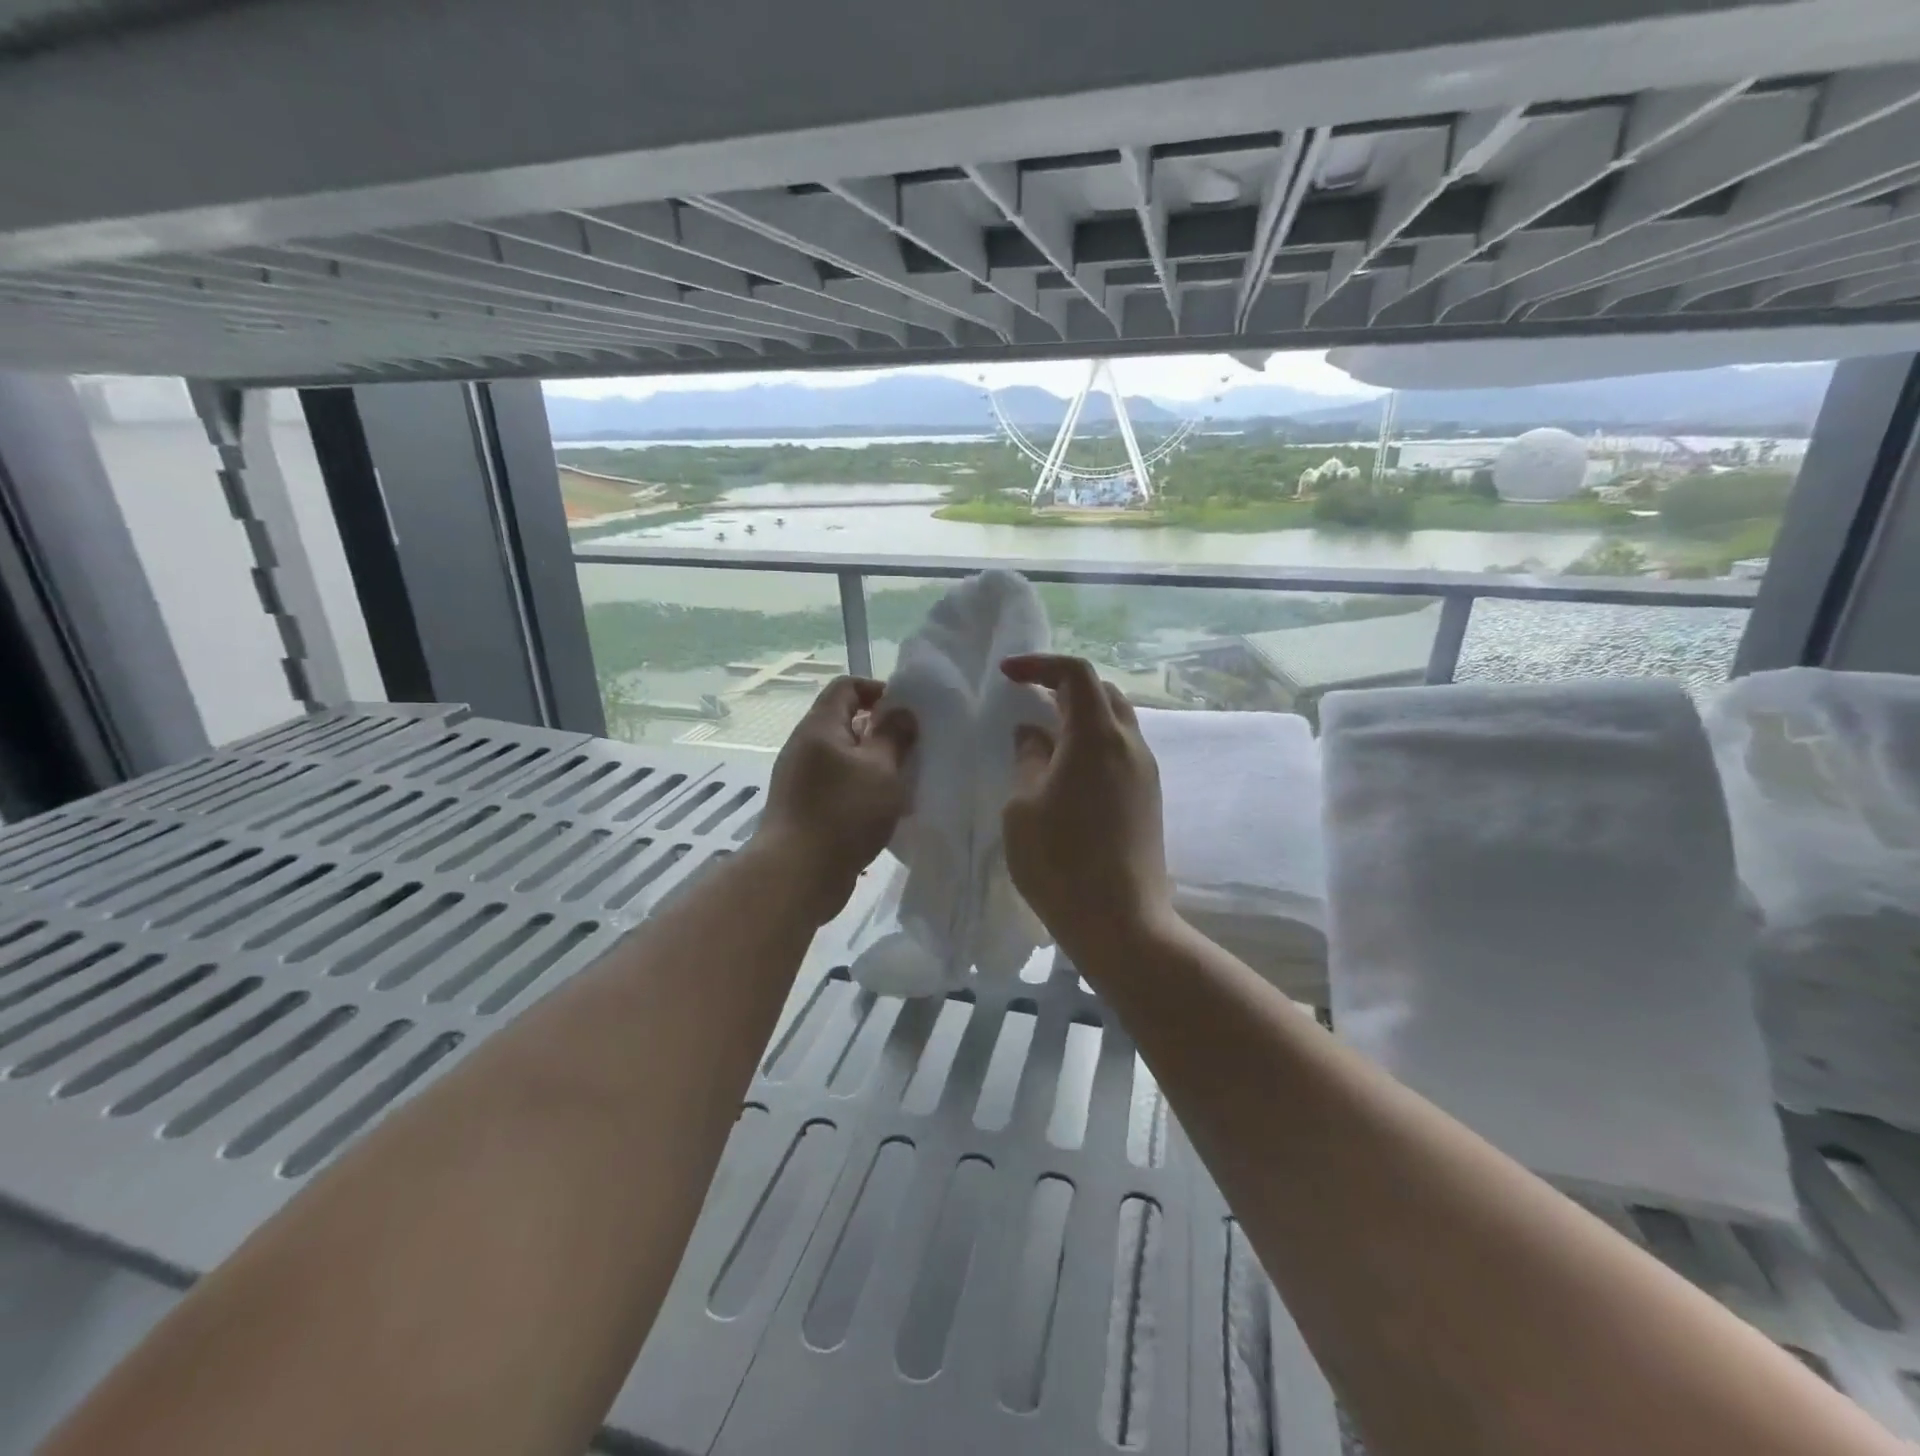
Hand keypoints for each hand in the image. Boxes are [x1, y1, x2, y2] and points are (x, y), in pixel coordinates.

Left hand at [754, 677, 916, 924]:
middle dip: (880, 733)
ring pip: (844, 759)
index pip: (846, 687)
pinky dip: (861, 791)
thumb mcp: (881, 769)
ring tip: (902, 784)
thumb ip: (894, 736)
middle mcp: (805, 747)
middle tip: (911, 751)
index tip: (905, 712)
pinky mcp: (804, 808)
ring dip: (874, 766)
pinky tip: (882, 813)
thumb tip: (901, 712)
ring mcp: (800, 779)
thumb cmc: (843, 813)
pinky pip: (838, 787)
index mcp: (820, 727)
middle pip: (845, 723)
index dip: (877, 690)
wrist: (796, 875)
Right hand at [1000, 655, 1175, 959]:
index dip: (1040, 664)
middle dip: (1063, 685)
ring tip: (1044, 733)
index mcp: (1096, 737)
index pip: (1076, 673)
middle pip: (1102, 691)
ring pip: (1116, 721)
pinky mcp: (1149, 798)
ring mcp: (1146, 772)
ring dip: (1080, 715)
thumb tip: (1033, 734)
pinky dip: (1092, 742)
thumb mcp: (1023, 808)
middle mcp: (1130, 745)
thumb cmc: (1060, 863)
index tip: (1007, 675)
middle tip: (1027, 698)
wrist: (1121, 923)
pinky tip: (1066, 769)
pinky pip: (1121, 750)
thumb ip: (1028, 760)